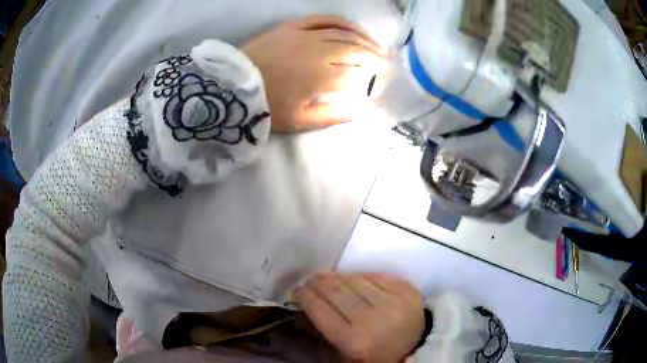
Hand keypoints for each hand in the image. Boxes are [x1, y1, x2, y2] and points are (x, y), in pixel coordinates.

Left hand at [241, 15, 386, 132]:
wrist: (233, 85)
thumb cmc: (266, 105)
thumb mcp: (299, 120)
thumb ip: (333, 116)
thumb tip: (361, 111)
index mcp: (320, 76)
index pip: (357, 71)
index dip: (374, 75)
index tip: (385, 78)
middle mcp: (318, 51)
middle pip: (355, 49)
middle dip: (374, 55)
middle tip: (387, 61)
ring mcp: (305, 35)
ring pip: (343, 33)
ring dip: (364, 39)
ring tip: (376, 46)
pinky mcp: (293, 27)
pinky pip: (323, 19)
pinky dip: (342, 22)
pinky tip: (353, 27)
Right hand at [294, 272, 424, 361]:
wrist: (414, 349)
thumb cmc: (374, 355)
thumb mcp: (343, 353)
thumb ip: (322, 330)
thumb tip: (303, 303)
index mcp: (354, 341)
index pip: (319, 309)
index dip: (304, 295)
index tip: (297, 290)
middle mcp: (373, 320)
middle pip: (335, 290)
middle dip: (317, 281)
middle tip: (310, 279)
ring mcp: (393, 302)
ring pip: (354, 279)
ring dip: (337, 277)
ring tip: (330, 280)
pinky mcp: (407, 290)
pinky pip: (375, 275)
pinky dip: (360, 277)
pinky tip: (355, 281)